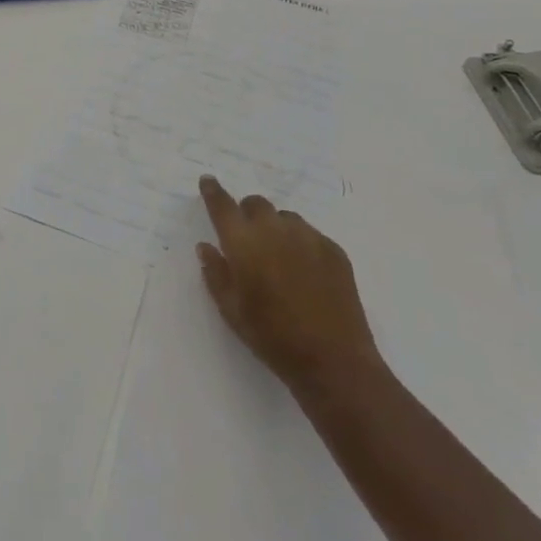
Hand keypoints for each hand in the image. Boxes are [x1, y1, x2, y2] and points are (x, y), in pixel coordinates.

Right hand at [196, 174, 381, 400]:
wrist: (333, 360)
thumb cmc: (273, 338)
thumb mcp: (232, 311)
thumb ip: (215, 273)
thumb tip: (206, 247)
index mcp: (244, 242)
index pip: (223, 206)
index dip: (213, 191)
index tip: (208, 181)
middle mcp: (274, 230)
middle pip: (256, 204)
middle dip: (247, 214)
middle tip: (247, 239)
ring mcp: (308, 237)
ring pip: (285, 218)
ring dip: (275, 228)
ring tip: (279, 258)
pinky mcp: (334, 249)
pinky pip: (310, 234)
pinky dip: (300, 244)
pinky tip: (305, 273)